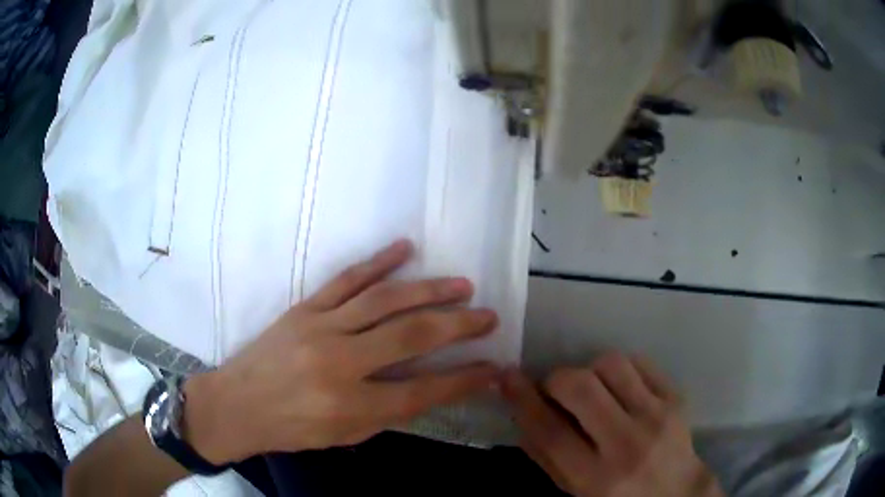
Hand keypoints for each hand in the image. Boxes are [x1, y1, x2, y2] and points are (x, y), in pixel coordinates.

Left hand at [184, 240, 499, 462]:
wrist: (238, 404)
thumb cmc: (293, 428)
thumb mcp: (346, 435)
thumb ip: (390, 411)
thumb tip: (434, 385)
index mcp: (351, 406)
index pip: (423, 391)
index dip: (464, 379)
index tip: (493, 367)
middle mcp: (339, 363)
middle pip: (411, 336)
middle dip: (458, 325)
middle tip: (488, 316)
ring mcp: (320, 328)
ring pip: (384, 300)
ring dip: (429, 289)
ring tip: (462, 284)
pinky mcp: (304, 308)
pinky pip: (346, 279)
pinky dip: (378, 261)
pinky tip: (404, 247)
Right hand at [502, 354, 723, 496]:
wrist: (677, 492)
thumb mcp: (576, 491)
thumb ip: (547, 458)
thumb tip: (524, 414)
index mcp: (595, 477)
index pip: (550, 431)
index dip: (523, 400)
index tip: (507, 377)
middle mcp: (627, 445)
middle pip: (580, 388)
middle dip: (557, 379)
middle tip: (554, 388)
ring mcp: (657, 416)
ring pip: (611, 365)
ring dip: (590, 370)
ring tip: (592, 389)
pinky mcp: (676, 397)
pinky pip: (641, 362)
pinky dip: (620, 368)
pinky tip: (618, 387)